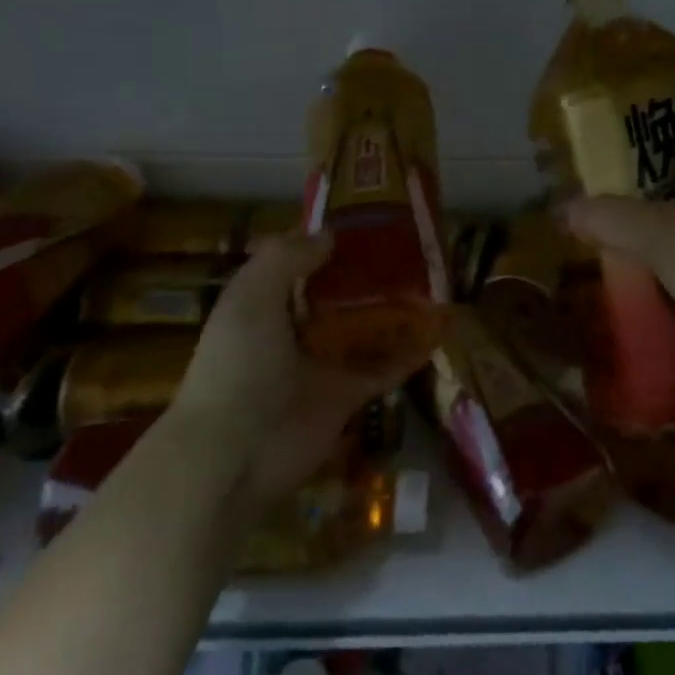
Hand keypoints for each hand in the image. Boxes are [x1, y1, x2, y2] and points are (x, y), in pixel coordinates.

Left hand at [173, 231, 415, 505]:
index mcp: (264, 305)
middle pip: (338, 297)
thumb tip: (329, 234)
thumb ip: (286, 259)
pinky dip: (410, 353)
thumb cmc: (238, 366)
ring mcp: (323, 365)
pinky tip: (439, 331)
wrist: (235, 453)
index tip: (365, 222)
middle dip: (368, 276)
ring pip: (365, 330)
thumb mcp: (251, 297)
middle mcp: (294, 332)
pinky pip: (385, 368)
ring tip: (435, 284)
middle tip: (412, 250)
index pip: (298, 266)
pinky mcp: (347, 395)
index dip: (326, 244)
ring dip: (395, 312)